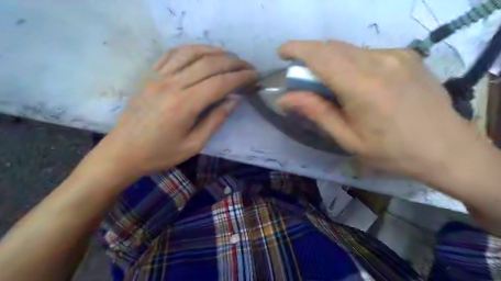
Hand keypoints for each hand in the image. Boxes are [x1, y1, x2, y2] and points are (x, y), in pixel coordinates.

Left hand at [94, 45, 257, 178]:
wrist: (122, 152)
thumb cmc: (160, 154)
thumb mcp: (194, 145)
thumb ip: (216, 120)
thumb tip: (235, 100)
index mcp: (185, 104)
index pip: (220, 83)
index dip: (240, 77)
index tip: (254, 76)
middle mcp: (172, 84)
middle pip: (209, 64)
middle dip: (233, 62)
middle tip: (248, 66)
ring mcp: (158, 77)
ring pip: (191, 53)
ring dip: (214, 51)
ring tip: (230, 56)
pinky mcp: (150, 76)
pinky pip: (172, 54)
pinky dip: (191, 49)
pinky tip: (202, 52)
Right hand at [278, 40, 489, 178]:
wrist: (447, 149)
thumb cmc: (392, 152)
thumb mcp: (348, 139)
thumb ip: (316, 112)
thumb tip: (285, 98)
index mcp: (362, 86)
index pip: (321, 56)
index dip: (297, 49)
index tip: (282, 53)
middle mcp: (379, 62)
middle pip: (333, 48)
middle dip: (311, 57)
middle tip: (304, 79)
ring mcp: (396, 55)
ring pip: (349, 49)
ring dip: (331, 61)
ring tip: (331, 85)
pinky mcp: (407, 56)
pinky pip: (367, 53)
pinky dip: (351, 62)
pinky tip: (357, 83)